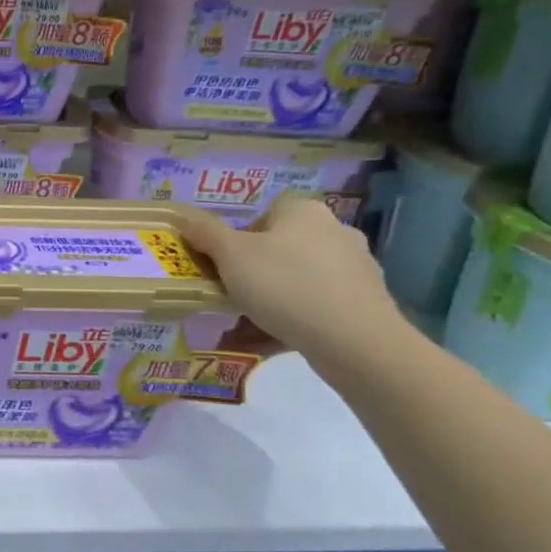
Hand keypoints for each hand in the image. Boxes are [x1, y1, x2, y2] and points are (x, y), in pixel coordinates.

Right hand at [178, 194, 406, 365]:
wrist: (353, 339)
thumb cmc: (284, 285)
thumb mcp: (230, 255)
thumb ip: (205, 233)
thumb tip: (184, 217)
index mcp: (303, 212)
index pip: (263, 214)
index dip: (238, 238)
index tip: (224, 265)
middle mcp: (335, 230)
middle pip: (280, 247)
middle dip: (254, 270)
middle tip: (230, 294)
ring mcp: (355, 266)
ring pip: (297, 278)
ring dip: (272, 297)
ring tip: (247, 324)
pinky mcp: (365, 301)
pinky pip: (317, 304)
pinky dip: (296, 317)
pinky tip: (276, 337)